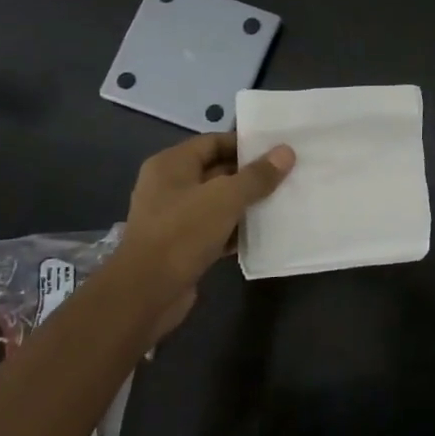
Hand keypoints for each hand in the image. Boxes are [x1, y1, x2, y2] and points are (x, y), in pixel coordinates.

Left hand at [119, 133, 294, 307]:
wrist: (146, 293)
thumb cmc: (183, 233)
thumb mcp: (225, 198)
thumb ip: (257, 176)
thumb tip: (286, 152)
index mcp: (171, 164)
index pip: (213, 142)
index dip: (245, 144)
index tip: (278, 150)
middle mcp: (169, 186)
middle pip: (217, 171)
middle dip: (250, 175)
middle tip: (287, 176)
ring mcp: (174, 217)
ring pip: (217, 202)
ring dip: (246, 204)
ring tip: (281, 202)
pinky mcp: (181, 246)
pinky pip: (214, 229)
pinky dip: (235, 230)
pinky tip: (263, 233)